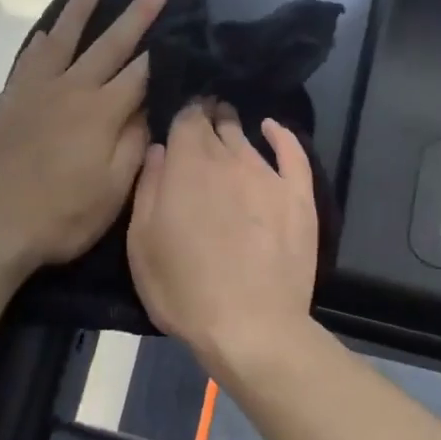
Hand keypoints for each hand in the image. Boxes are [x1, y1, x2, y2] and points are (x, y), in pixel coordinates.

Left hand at [0, 0, 167, 282]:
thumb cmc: (60, 218)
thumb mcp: (112, 193)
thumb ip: (133, 145)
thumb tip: (148, 108)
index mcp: (101, 113)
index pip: (139, 73)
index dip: (162, 52)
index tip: (179, 28)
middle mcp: (70, 90)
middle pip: (108, 45)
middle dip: (135, 15)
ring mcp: (33, 92)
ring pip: (62, 40)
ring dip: (80, 10)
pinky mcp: (6, 102)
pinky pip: (28, 61)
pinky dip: (41, 43)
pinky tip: (47, 34)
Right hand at [127, 101, 318, 378]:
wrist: (250, 325)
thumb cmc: (183, 289)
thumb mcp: (142, 242)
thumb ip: (148, 188)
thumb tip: (158, 149)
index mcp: (187, 166)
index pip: (185, 119)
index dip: (180, 114)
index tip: (176, 118)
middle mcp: (229, 159)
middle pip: (216, 124)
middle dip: (206, 117)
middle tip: (199, 120)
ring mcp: (268, 176)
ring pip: (247, 137)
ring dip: (233, 128)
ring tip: (226, 123)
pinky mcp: (298, 197)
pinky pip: (292, 152)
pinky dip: (281, 135)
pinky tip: (272, 127)